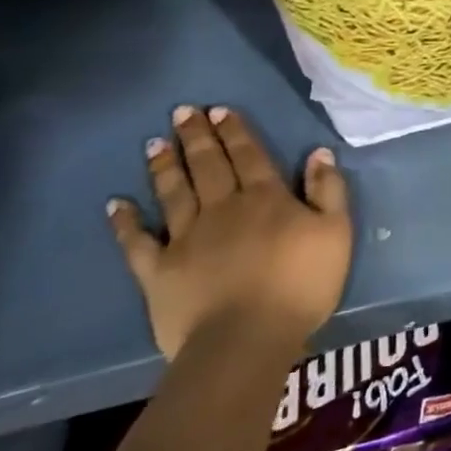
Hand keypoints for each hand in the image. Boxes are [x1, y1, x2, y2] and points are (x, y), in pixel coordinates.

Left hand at [108, 105, 352, 360]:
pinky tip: (115, 205)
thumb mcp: (336, 232)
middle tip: (182, 111)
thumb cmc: (301, 284)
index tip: (220, 110)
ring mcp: (186, 238)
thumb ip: (328, 190)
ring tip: (155, 142)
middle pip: (209, 166)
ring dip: (165, 166)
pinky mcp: (158, 271)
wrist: (246, 339)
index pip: (249, 155)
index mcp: (266, 198)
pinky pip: (137, 242)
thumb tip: (318, 153)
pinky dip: (125, 222)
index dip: (235, 132)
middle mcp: (223, 208)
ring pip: (174, 193)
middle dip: (197, 137)